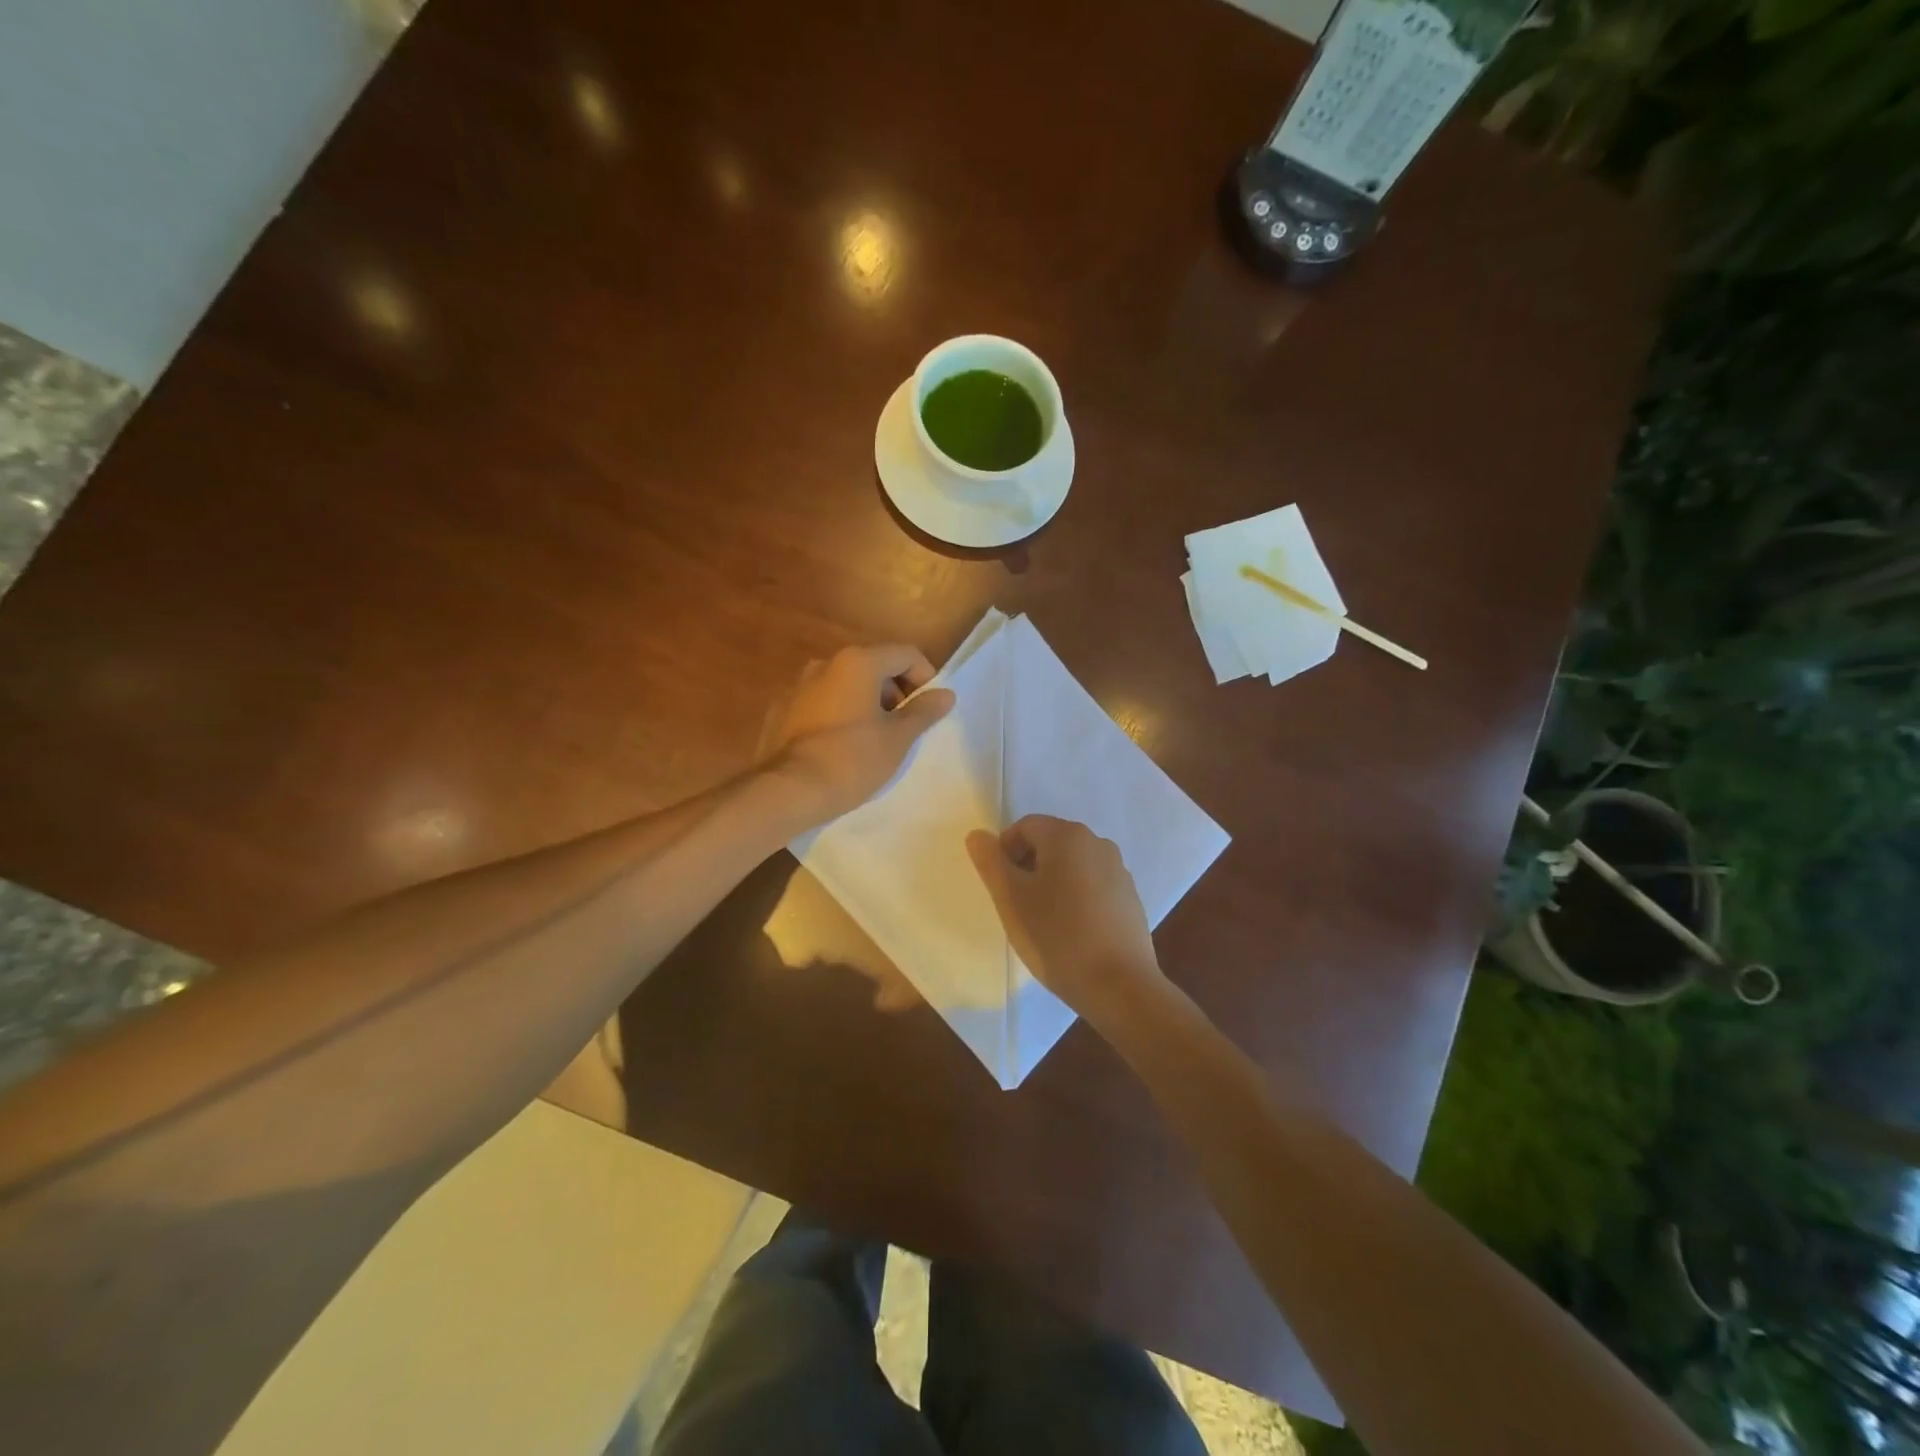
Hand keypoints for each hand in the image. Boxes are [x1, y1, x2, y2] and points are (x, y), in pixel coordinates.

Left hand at [761, 644, 955, 824]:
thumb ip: (923, 711)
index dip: (925, 678)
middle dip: (895, 691)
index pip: (905, 654)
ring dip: (865, 703)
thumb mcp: (898, 738)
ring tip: (872, 739)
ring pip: (845, 684)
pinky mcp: (781, 709)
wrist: (789, 790)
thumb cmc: (853, 760)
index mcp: (858, 662)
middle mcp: (825, 663)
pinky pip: (821, 702)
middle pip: (874, 665)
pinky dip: (837, 714)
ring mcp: (798, 685)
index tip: (928, 710)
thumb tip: (946, 694)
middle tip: (903, 727)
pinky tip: (840, 746)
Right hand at [966, 815, 1165, 1022]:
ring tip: (1043, 922)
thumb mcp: (1011, 899)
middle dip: (1028, 867)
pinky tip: (1072, 931)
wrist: (1119, 986)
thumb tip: (978, 835)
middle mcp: (1097, 843)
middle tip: (1017, 906)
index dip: (1004, 853)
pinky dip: (1076, 898)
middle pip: (1050, 842)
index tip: (1001, 889)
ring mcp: (1119, 870)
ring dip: (1052, 883)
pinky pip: (1093, 885)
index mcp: (1067, 836)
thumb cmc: (1057, 937)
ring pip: (1072, 865)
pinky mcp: (1130, 897)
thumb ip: (991, 862)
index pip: (1024, 827)